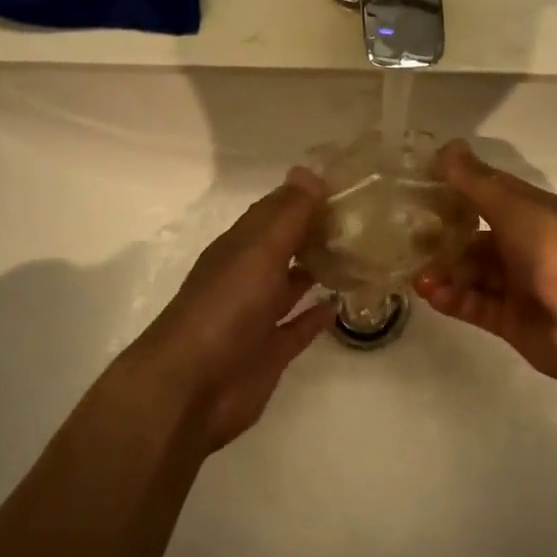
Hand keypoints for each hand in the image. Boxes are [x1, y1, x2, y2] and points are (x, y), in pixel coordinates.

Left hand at [124, 170, 334, 450]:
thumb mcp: (258, 252)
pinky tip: (341, 305)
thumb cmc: (225, 309)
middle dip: (317, 231)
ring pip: (291, 284)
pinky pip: (297, 327)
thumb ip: (287, 215)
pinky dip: (316, 316)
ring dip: (318, 269)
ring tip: (359, 255)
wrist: (192, 386)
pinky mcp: (269, 352)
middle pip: (285, 246)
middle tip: (364, 219)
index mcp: (240, 247)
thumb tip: (309, 170)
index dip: (306, 196)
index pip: (276, 211)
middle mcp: (248, 276)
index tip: (348, 184)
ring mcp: (257, 316)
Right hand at [415, 141, 556, 399]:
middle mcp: (527, 246)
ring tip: (417, 276)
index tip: (417, 188)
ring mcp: (519, 286)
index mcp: (535, 213)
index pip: (488, 194)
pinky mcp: (512, 321)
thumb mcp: (517, 209)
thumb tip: (447, 146)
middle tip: (405, 240)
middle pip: (475, 238)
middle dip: (442, 238)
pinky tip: (431, 294)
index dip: (456, 190)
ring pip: (472, 274)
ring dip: (444, 272)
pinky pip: (475, 305)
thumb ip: (477, 183)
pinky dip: (453, 299)